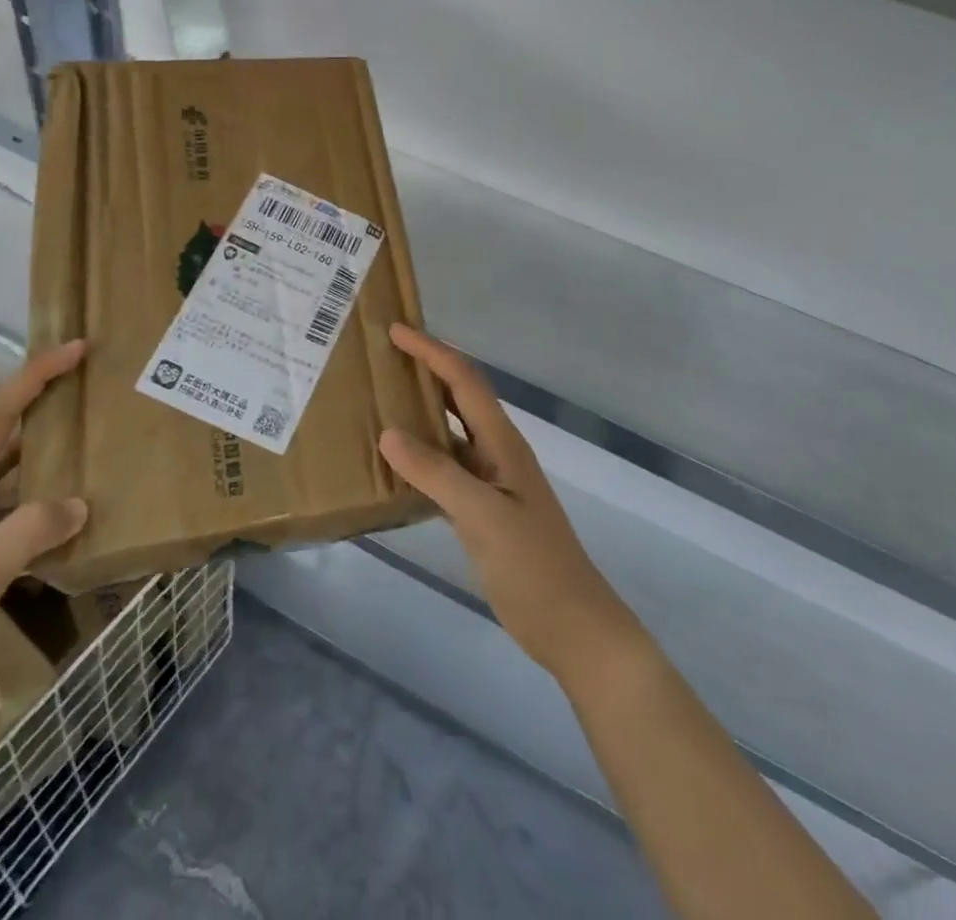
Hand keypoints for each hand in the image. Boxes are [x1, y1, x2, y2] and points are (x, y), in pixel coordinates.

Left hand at [0, 344, 90, 718]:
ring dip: (43, 458)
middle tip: (89, 390)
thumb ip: (28, 533)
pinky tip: (61, 521)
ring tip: (88, 448)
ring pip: (5, 478)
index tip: (76, 348)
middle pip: (2, 437)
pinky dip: (35, 507)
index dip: (36, 376)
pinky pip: (4, 516)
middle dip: (42, 406)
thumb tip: (79, 503)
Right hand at [379, 324, 641, 682]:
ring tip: (384, 397)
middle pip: (461, 396)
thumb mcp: (482, 515)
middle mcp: (497, 451)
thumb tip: (388, 433)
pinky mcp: (484, 509)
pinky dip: (423, 454)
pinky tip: (397, 461)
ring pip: (452, 431)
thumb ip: (436, 473)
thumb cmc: (531, 565)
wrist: (571, 624)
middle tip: (386, 354)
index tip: (396, 330)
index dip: (432, 351)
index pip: (464, 381)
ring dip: (424, 409)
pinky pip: (447, 466)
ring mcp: (492, 481)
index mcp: (503, 442)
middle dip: (428, 368)